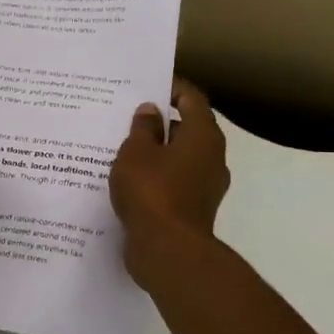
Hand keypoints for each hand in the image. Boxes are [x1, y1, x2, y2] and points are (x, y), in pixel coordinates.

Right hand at [110, 79, 229, 287]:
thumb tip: (150, 112)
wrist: (169, 250)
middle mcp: (211, 157)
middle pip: (187, 128)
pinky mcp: (193, 208)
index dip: (171, 86)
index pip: (191, 98)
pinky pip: (174, 181)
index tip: (146, 83)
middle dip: (159, 121)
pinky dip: (156, 175)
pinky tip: (129, 178)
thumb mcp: (136, 153)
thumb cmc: (152, 191)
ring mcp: (205, 185)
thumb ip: (142, 128)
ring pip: (179, 157)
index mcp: (203, 136)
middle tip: (127, 115)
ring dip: (156, 150)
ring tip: (122, 146)